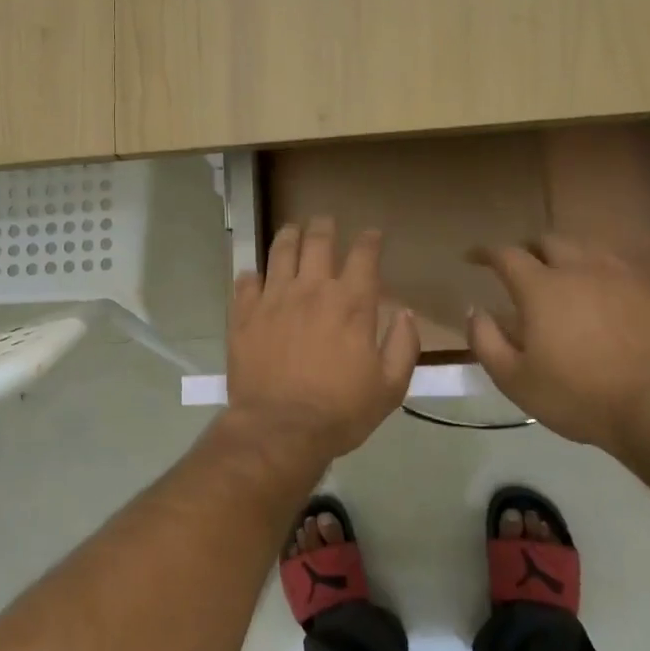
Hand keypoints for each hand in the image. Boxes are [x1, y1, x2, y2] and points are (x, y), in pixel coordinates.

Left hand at [224, 218, 420, 465]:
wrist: (280, 429)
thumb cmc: (341, 411)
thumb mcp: (390, 387)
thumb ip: (403, 345)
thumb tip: (405, 313)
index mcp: (351, 303)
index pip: (364, 255)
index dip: (369, 240)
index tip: (372, 234)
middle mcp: (312, 289)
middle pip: (318, 241)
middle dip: (325, 226)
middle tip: (325, 221)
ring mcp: (273, 298)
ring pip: (280, 251)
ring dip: (289, 236)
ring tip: (292, 229)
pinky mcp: (244, 313)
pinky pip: (246, 281)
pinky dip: (252, 275)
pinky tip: (254, 275)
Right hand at [468, 236, 649, 451]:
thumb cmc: (577, 396)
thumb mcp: (513, 379)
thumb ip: (485, 339)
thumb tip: (475, 309)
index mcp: (541, 288)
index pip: (505, 254)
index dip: (485, 253)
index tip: (473, 258)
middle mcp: (579, 268)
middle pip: (548, 241)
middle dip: (527, 250)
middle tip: (520, 268)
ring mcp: (621, 275)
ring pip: (586, 248)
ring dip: (565, 257)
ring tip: (561, 276)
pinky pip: (619, 265)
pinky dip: (600, 271)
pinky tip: (601, 290)